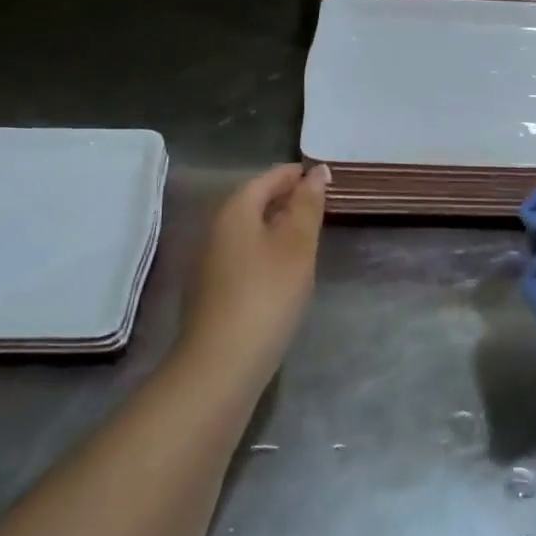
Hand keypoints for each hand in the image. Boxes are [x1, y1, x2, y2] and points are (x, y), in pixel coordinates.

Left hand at [180, 163, 327, 371]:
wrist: (223, 364)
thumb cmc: (267, 295)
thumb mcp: (297, 246)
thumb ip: (308, 206)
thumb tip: (317, 171)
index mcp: (235, 211)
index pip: (268, 178)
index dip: (296, 174)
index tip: (324, 176)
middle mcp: (216, 229)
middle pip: (254, 201)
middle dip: (286, 197)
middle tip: (321, 203)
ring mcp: (211, 262)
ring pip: (249, 229)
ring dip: (277, 225)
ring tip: (309, 234)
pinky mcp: (213, 290)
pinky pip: (244, 254)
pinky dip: (267, 250)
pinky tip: (285, 268)